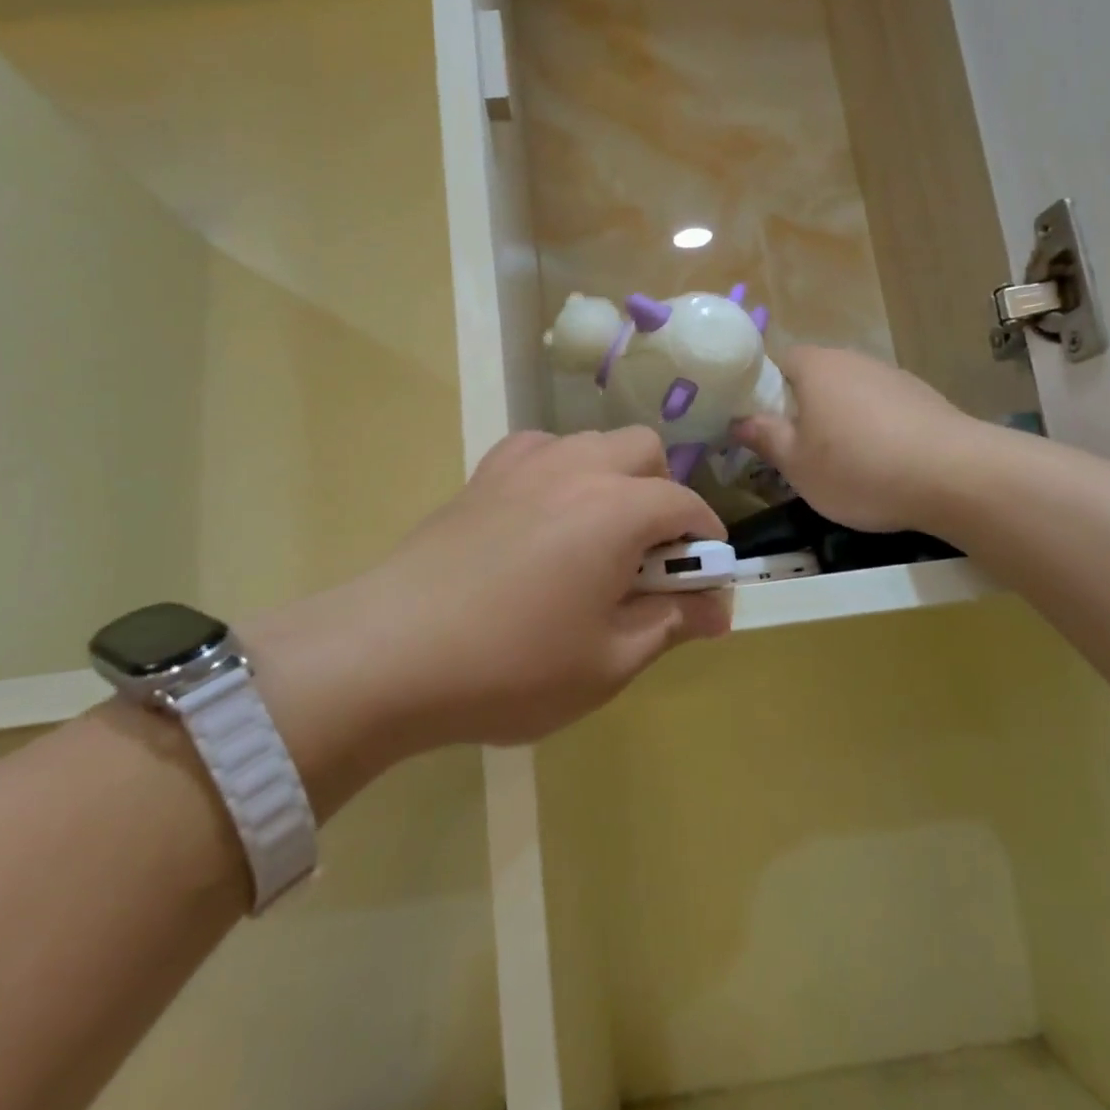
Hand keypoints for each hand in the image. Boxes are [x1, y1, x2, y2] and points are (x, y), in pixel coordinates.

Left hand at [250, 427, 727, 791]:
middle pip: (645, 451)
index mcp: (617, 509)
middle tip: (649, 556)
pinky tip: (544, 515)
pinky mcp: (482, 475)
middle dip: (663, 494)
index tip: (704, 582)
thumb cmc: (512, 666)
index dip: (706, 542)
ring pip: (593, 443)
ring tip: (597, 537)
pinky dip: (561, 471)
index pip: (686, 506)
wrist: (390, 654)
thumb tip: (719, 608)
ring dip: (614, 478)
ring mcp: (524, 465)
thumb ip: (671, 623)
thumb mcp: (608, 661)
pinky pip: (539, 450)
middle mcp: (577, 469)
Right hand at [734, 346, 970, 533]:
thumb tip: (738, 420)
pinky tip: (880, 463)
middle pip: (815, 376)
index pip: (778, 360)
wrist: (956, 476)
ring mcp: (893, 377)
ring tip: (839, 461)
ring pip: (850, 393)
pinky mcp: (924, 398)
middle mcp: (854, 360)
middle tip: (794, 448)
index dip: (763, 389)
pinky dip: (873, 428)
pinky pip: (882, 408)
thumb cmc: (859, 468)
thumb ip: (764, 438)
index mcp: (816, 367)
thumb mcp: (796, 464)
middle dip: (801, 407)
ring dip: (839, 419)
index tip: (759, 423)